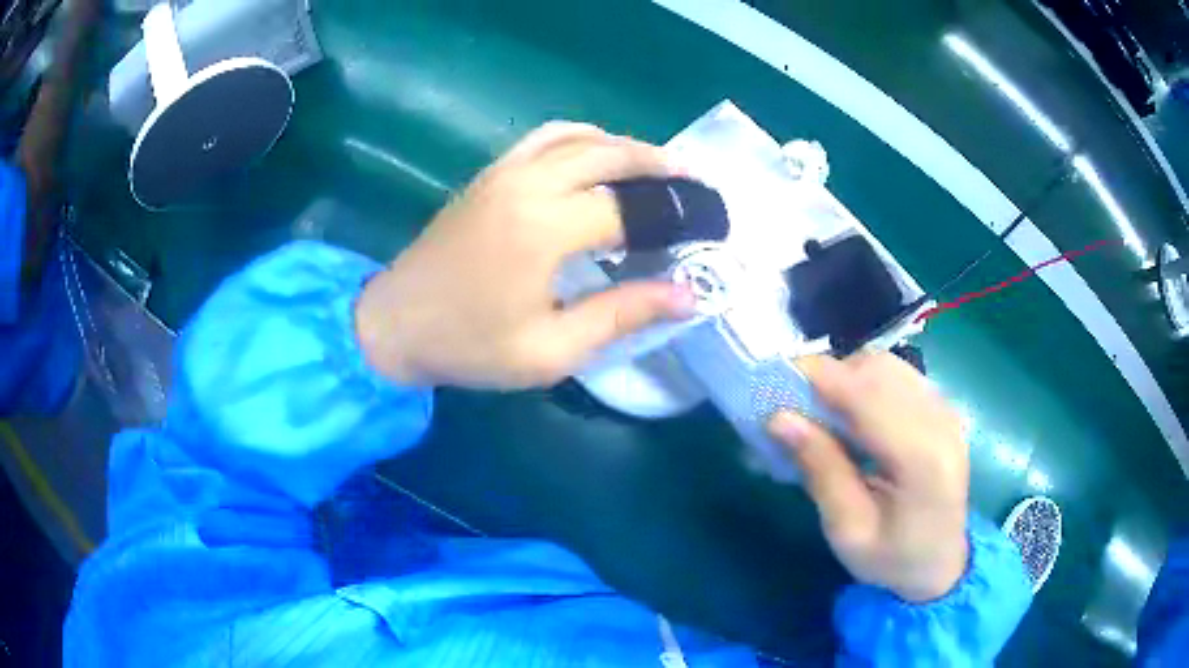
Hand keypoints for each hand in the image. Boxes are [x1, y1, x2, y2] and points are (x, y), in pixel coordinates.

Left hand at [355, 122, 695, 388]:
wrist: (392, 325)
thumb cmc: (469, 346)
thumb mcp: (551, 351)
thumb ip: (622, 315)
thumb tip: (689, 295)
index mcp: (545, 229)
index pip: (631, 208)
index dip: (678, 217)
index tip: (711, 227)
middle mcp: (528, 185)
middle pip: (611, 153)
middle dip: (661, 165)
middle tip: (697, 183)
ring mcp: (504, 172)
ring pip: (579, 135)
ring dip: (625, 145)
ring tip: (658, 167)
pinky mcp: (488, 174)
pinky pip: (545, 137)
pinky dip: (583, 137)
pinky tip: (599, 156)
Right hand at [768, 353, 969, 602]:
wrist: (940, 564)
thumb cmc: (891, 559)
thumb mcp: (847, 530)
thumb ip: (820, 470)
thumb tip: (779, 418)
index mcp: (921, 459)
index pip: (869, 396)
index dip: (820, 379)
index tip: (774, 382)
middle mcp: (940, 421)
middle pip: (878, 370)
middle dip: (830, 377)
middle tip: (794, 407)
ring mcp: (946, 410)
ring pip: (888, 365)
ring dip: (848, 378)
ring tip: (823, 413)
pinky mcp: (943, 409)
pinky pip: (900, 376)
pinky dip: (868, 384)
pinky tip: (855, 416)